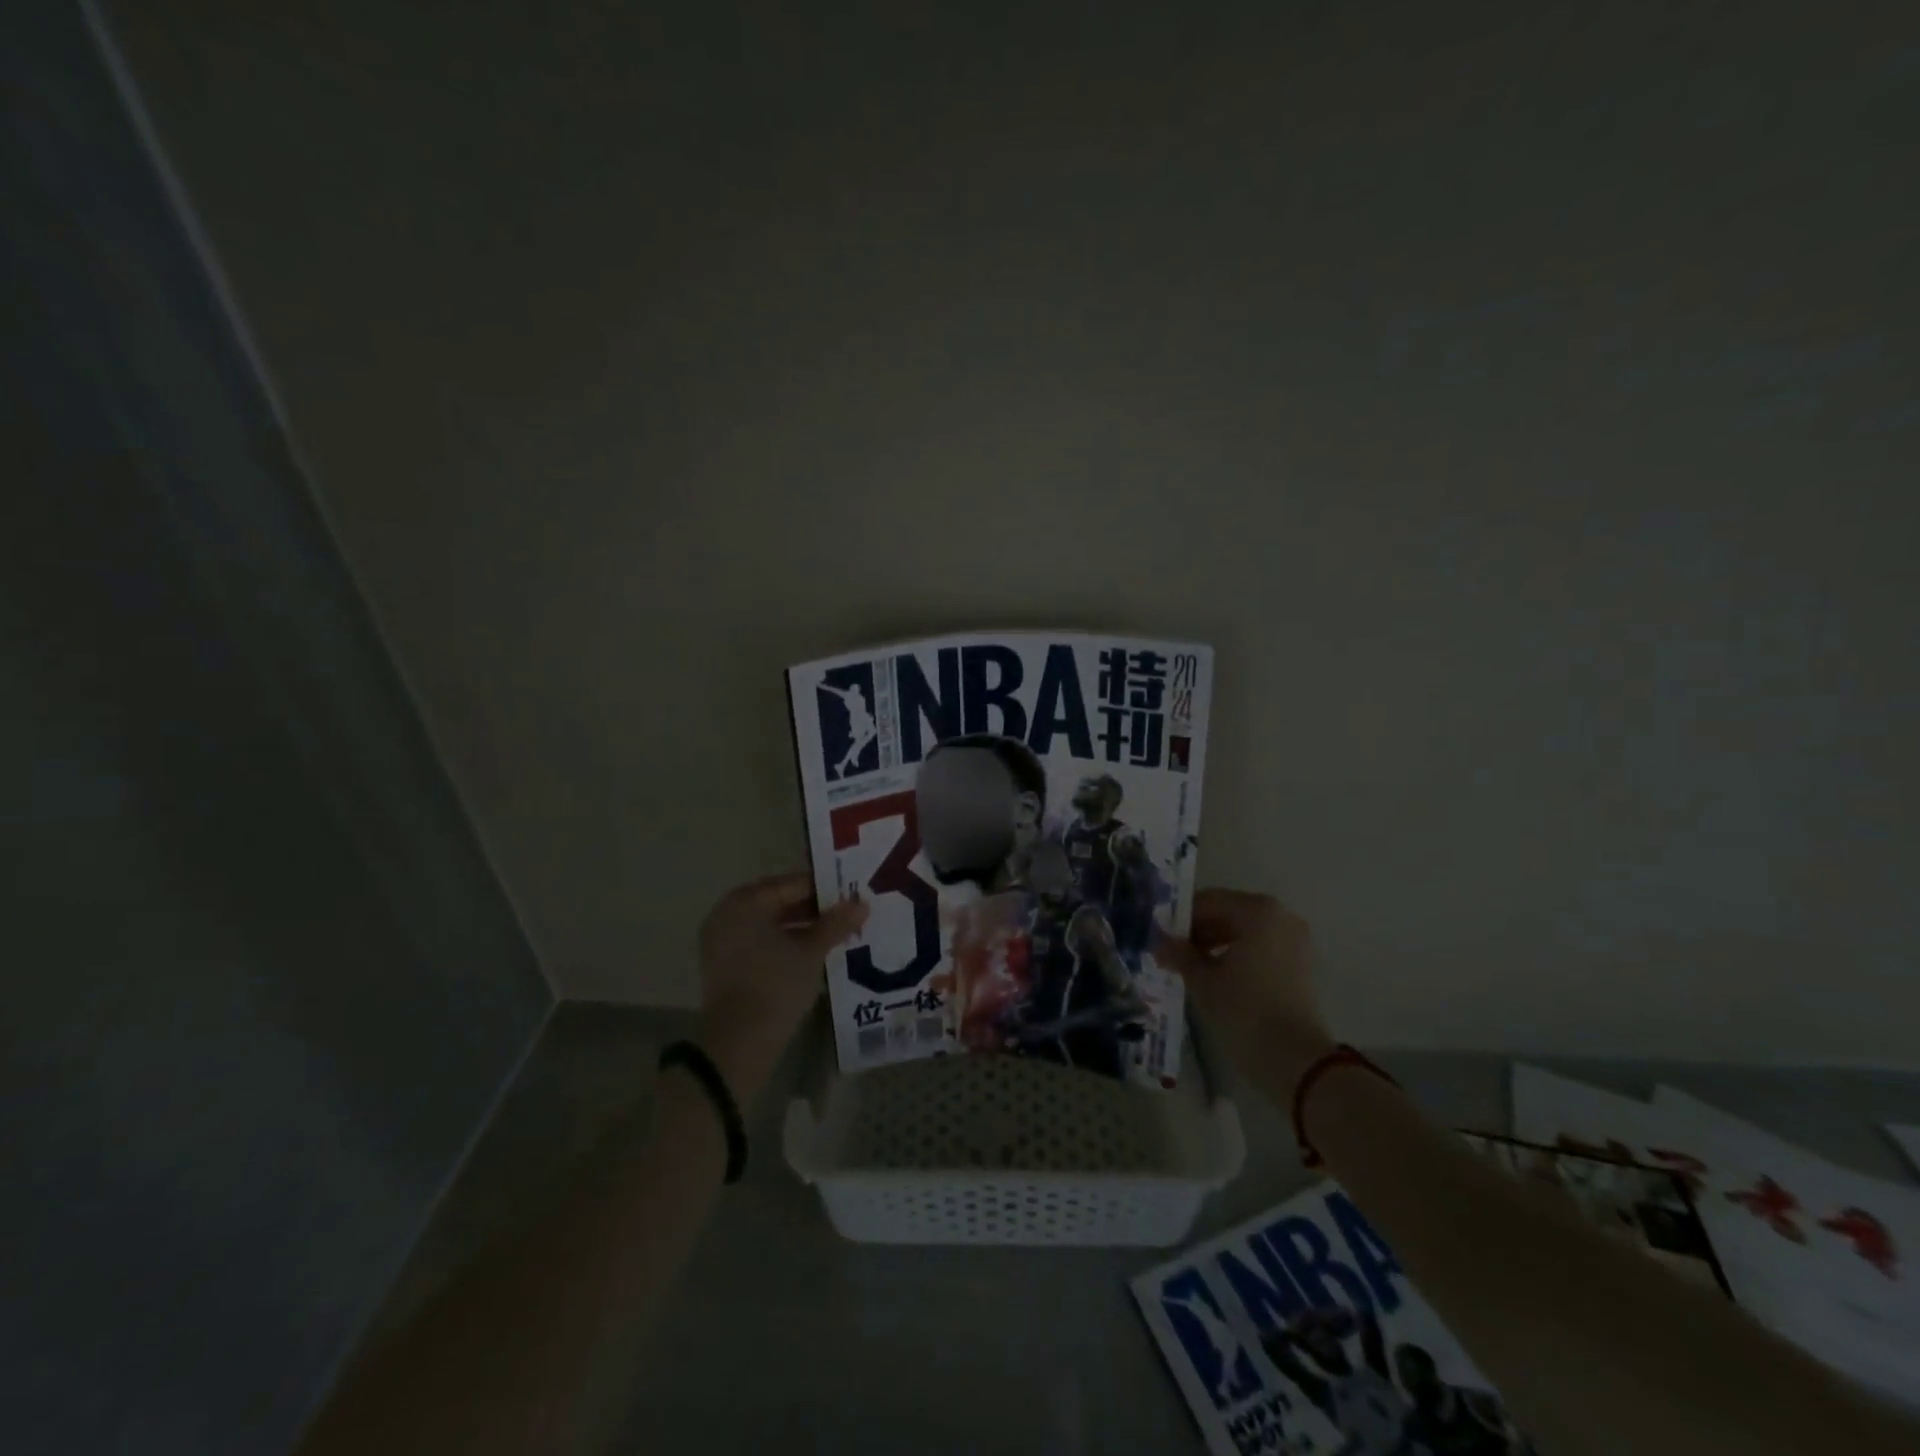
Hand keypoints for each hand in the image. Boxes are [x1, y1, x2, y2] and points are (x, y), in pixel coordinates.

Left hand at [695, 872, 867, 1101]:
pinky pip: (761, 944)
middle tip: (848, 915)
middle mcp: (728, 914)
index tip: (852, 895)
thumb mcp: (811, 951)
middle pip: (780, 903)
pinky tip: (814, 954)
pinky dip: (785, 945)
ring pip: (772, 925)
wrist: (738, 1042)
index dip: (825, 889)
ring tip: (837, 935)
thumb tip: (862, 903)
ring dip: (802, 929)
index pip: (792, 884)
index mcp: (745, 901)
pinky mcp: (726, 967)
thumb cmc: (775, 984)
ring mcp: (723, 941)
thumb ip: (836, 923)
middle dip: (814, 910)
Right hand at [1156, 889, 1336, 1092]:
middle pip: (1228, 913)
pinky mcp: (1301, 965)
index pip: (1208, 901)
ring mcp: (1295, 940)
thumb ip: (1179, 954)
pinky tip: (1217, 979)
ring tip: (1192, 969)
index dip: (1180, 919)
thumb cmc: (1244, 1011)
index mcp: (1257, 911)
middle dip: (1199, 932)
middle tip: (1172, 955)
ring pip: (1245, 932)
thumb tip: (1160, 942)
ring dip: (1216, 945)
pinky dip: (1238, 957)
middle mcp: (1280, 916)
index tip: (1160, 938)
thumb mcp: (1202, 981)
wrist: (1296, 1061)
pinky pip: (1261, 949)